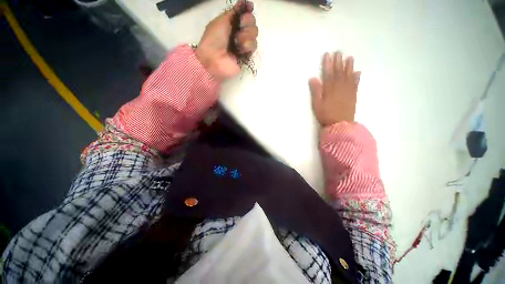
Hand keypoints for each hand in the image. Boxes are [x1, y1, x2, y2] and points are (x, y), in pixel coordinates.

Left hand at [195, 0, 257, 81]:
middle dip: (246, 23)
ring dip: (245, 36)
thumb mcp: (221, 20)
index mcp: (233, 23)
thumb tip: (245, 1)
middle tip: (237, 30)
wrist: (214, 59)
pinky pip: (254, 45)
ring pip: (255, 33)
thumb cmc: (214, 39)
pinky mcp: (248, 55)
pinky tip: (239, 51)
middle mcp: (240, 32)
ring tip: (236, 43)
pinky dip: (246, 46)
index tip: (247, 9)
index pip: (247, 14)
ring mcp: (244, 44)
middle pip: (253, 22)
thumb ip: (234, 12)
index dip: (247, 12)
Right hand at [309, 52, 360, 125]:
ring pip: (348, 75)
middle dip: (338, 61)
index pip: (328, 73)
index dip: (328, 63)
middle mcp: (340, 86)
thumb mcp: (317, 104)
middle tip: (339, 52)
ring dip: (349, 66)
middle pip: (339, 72)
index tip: (327, 54)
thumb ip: (316, 91)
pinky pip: (356, 84)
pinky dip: (357, 77)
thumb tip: (313, 78)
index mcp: (330, 88)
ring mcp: (348, 90)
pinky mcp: (353, 95)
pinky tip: (357, 72)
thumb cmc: (326, 114)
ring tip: (349, 58)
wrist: (340, 124)